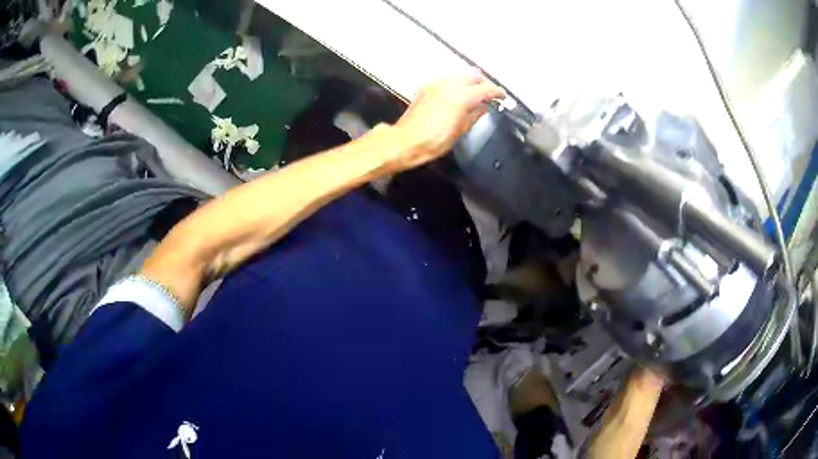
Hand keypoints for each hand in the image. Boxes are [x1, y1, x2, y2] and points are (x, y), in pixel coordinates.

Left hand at [389, 72, 504, 169]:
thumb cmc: (434, 141)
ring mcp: (436, 84)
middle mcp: (449, 85)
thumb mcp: (460, 131)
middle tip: (489, 94)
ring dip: (469, 81)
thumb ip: (474, 115)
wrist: (404, 141)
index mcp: (461, 96)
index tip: (502, 97)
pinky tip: (456, 94)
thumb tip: (483, 107)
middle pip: (473, 75)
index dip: (497, 92)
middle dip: (484, 82)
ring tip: (474, 93)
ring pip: (459, 74)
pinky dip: (455, 83)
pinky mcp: (425, 88)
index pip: (486, 88)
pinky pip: (446, 79)